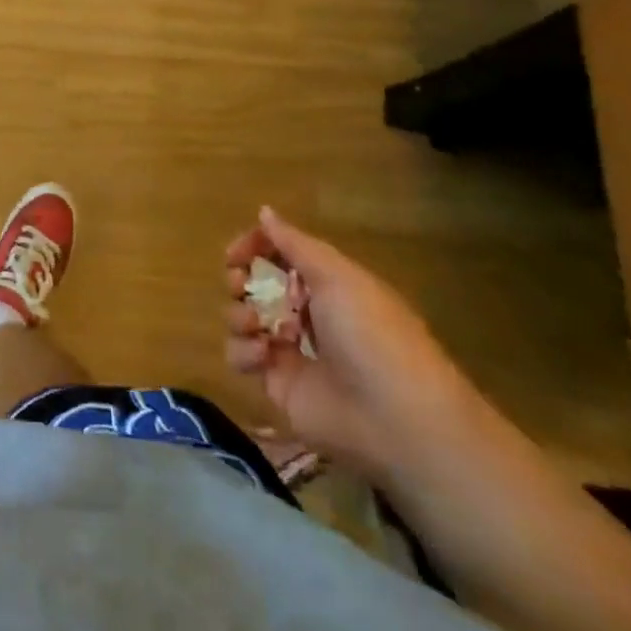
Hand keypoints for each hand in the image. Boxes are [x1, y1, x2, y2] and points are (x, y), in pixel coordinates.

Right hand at [223, 206, 482, 487]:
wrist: (395, 419)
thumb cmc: (370, 333)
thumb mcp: (337, 276)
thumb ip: (294, 243)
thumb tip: (264, 211)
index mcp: (325, 283)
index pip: (278, 254)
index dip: (254, 247)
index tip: (234, 253)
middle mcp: (305, 312)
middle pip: (253, 284)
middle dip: (239, 279)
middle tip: (240, 284)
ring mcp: (289, 349)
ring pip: (241, 317)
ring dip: (239, 314)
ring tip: (257, 325)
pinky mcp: (276, 383)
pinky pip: (241, 356)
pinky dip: (244, 351)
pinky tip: (264, 356)